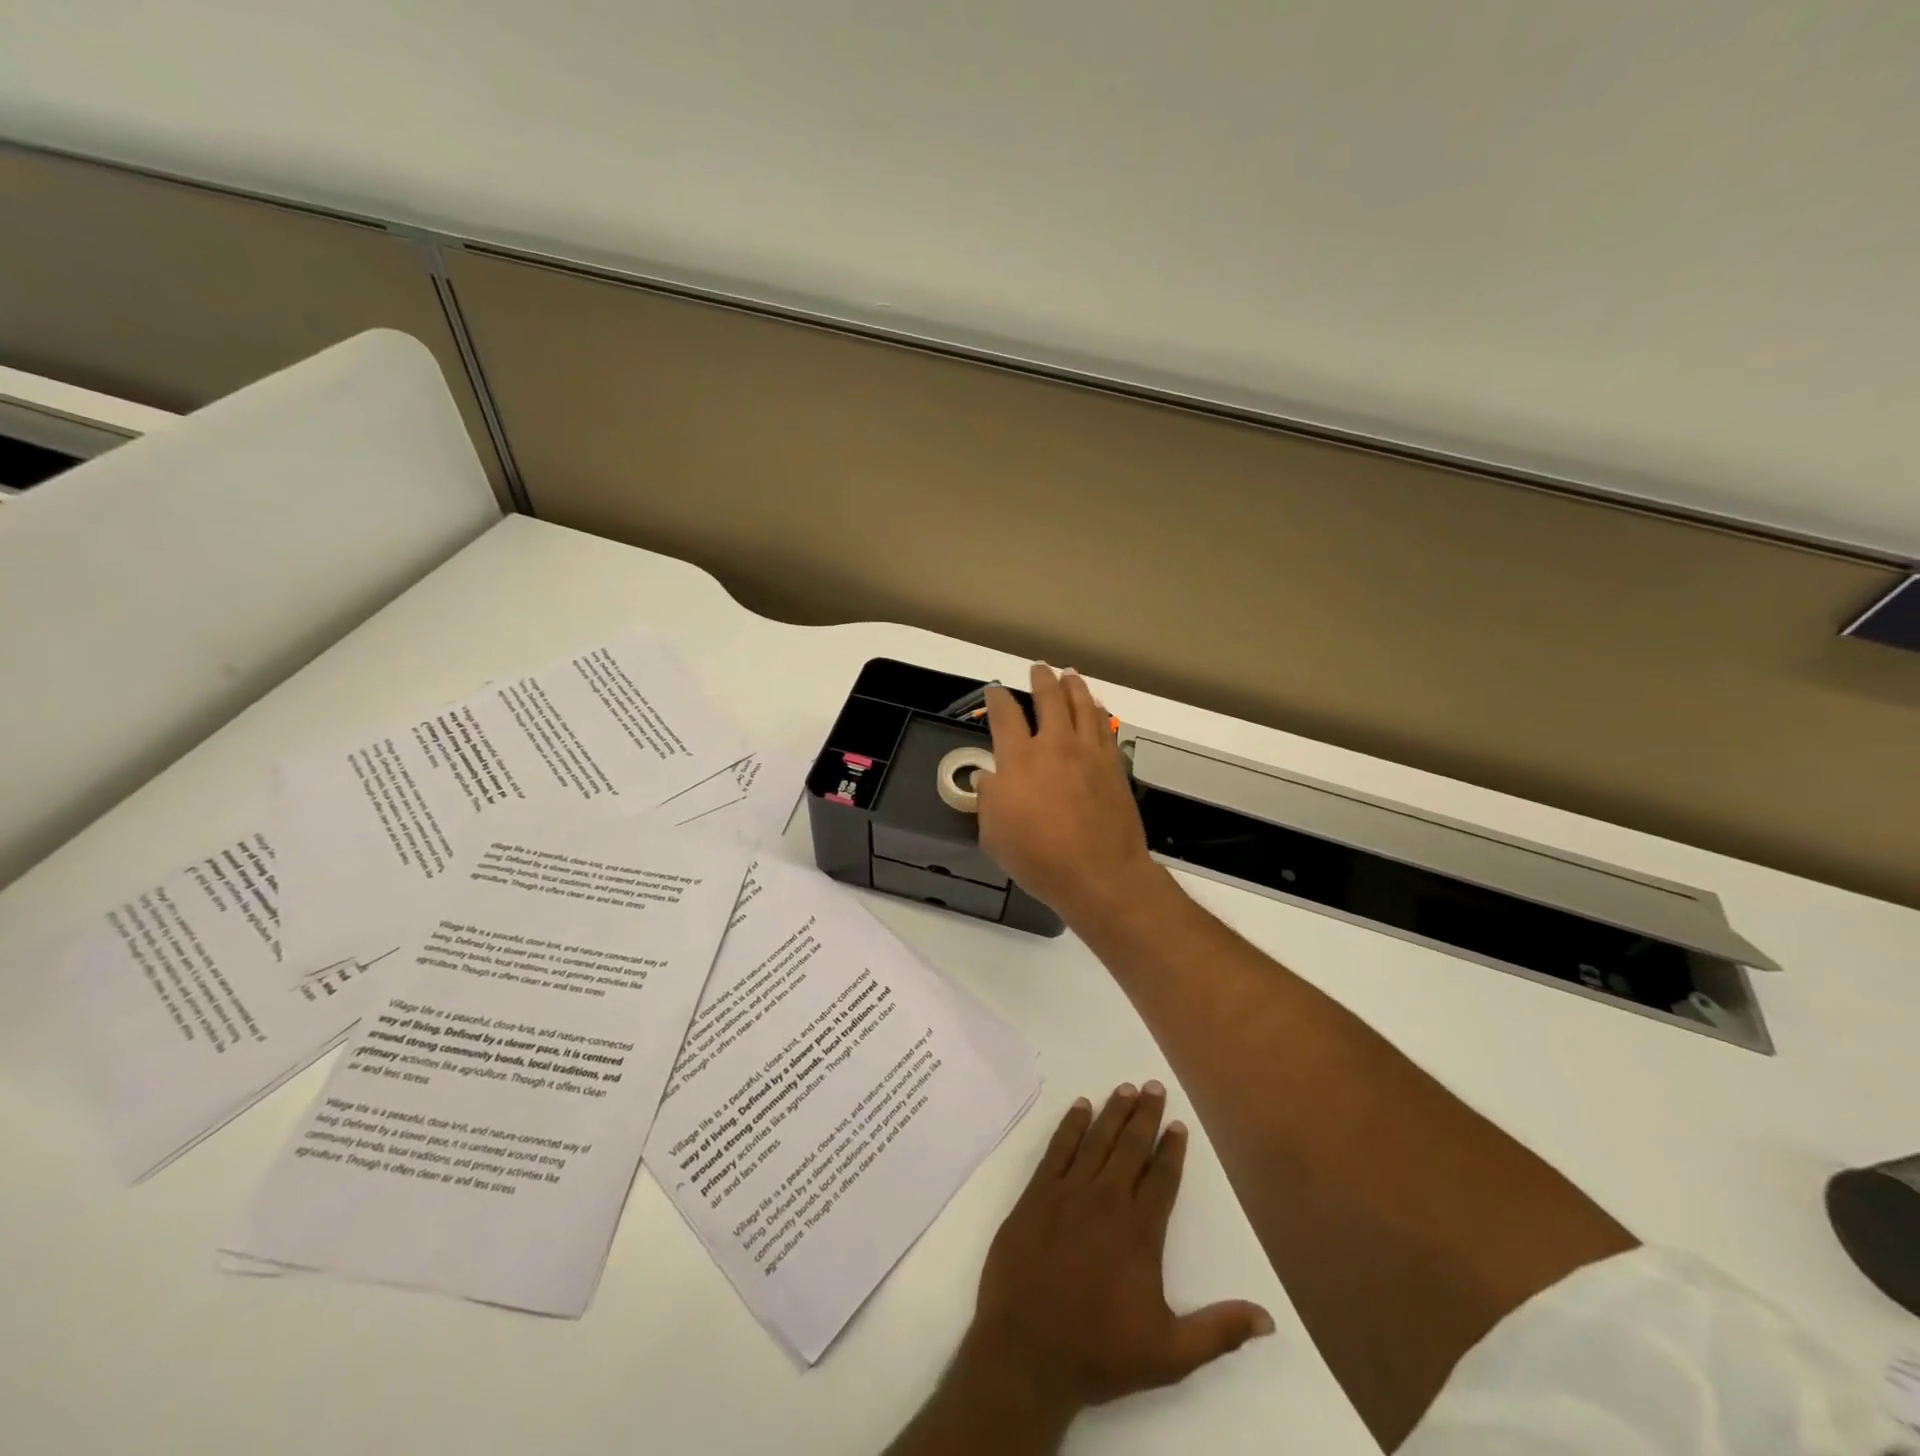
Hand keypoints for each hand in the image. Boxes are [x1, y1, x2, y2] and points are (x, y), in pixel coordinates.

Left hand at [955, 1084, 1274, 1424]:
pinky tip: (1080, 1106)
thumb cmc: (1099, 1351)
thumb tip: (1268, 1319)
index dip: (1172, 1149)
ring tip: (1125, 1088)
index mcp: (1139, 1231)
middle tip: (1153, 1085)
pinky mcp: (1036, 1193)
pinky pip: (1058, 1148)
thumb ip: (1218, 1331)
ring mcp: (1068, 1192)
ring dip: (1113, 1111)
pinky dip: (1071, 1124)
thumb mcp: (1169, 1353)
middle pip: (1130, 1146)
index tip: (1179, 1124)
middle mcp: (1106, 1199)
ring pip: (1096, 1139)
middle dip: (1145, 1115)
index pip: (1162, 1177)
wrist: (1028, 1350)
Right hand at [975, 665, 1160, 927]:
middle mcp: (1055, 745)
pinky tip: (1097, 708)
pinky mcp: (1114, 765)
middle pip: (1049, 698)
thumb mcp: (994, 834)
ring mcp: (1089, 753)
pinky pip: (1105, 727)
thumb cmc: (1039, 857)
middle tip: (1038, 669)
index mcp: (1020, 759)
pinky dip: (1098, 711)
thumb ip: (988, 800)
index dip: (997, 698)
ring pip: (1082, 705)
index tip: (995, 691)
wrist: (1100, 873)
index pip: (1005, 716)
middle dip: (1041, 679)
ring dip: (1073, 686)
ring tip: (1069, 675)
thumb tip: (988, 778)